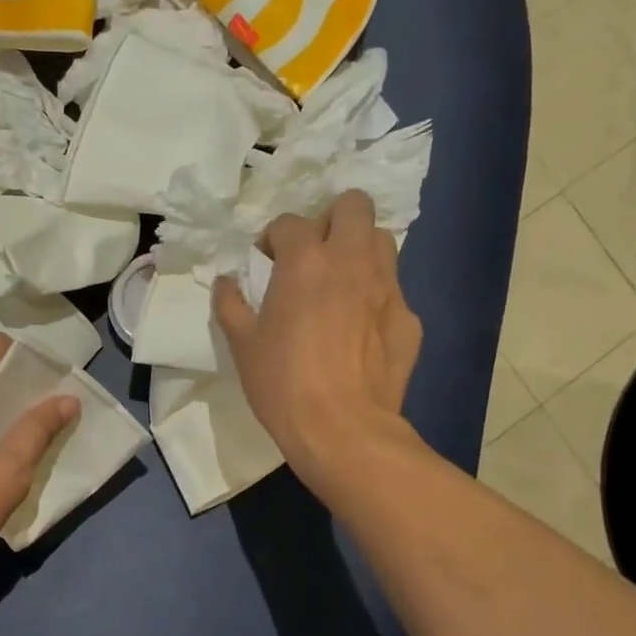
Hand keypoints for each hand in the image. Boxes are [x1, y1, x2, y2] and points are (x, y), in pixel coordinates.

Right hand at [214, 190, 420, 488]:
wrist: (343, 430)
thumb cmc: (283, 385)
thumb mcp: (242, 346)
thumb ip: (231, 305)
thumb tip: (225, 281)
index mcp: (306, 262)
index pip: (289, 221)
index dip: (274, 238)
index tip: (267, 263)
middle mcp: (352, 261)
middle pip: (353, 205)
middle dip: (331, 220)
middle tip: (314, 255)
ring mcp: (388, 288)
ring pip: (382, 241)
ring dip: (360, 250)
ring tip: (341, 283)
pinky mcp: (409, 319)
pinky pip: (393, 291)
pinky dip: (376, 298)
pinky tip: (361, 331)